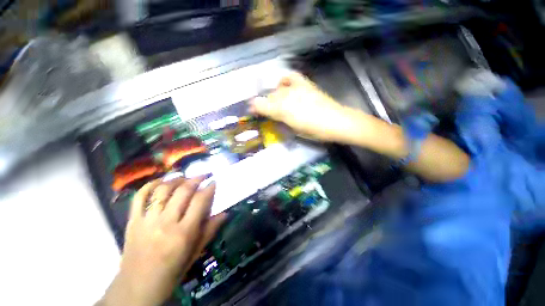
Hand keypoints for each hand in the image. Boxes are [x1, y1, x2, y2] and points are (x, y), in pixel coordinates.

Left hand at [99, 177, 225, 305]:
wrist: (137, 287)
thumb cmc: (171, 273)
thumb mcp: (195, 253)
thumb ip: (210, 231)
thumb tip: (225, 213)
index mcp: (183, 233)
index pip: (200, 201)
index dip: (209, 188)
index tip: (214, 181)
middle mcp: (165, 223)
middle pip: (183, 191)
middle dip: (196, 179)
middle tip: (203, 175)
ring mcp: (146, 221)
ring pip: (163, 190)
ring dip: (176, 180)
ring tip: (185, 177)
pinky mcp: (132, 221)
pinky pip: (140, 197)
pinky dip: (151, 185)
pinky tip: (161, 181)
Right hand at [250, 72, 352, 141]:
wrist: (335, 121)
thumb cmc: (314, 131)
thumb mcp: (293, 129)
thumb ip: (279, 121)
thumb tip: (270, 116)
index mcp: (282, 110)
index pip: (260, 105)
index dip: (254, 108)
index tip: (252, 112)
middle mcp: (286, 96)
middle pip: (268, 97)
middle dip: (264, 104)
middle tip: (266, 112)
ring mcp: (296, 88)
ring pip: (277, 89)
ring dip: (273, 96)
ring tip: (277, 103)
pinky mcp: (304, 84)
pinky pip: (290, 77)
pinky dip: (284, 81)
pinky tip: (284, 86)